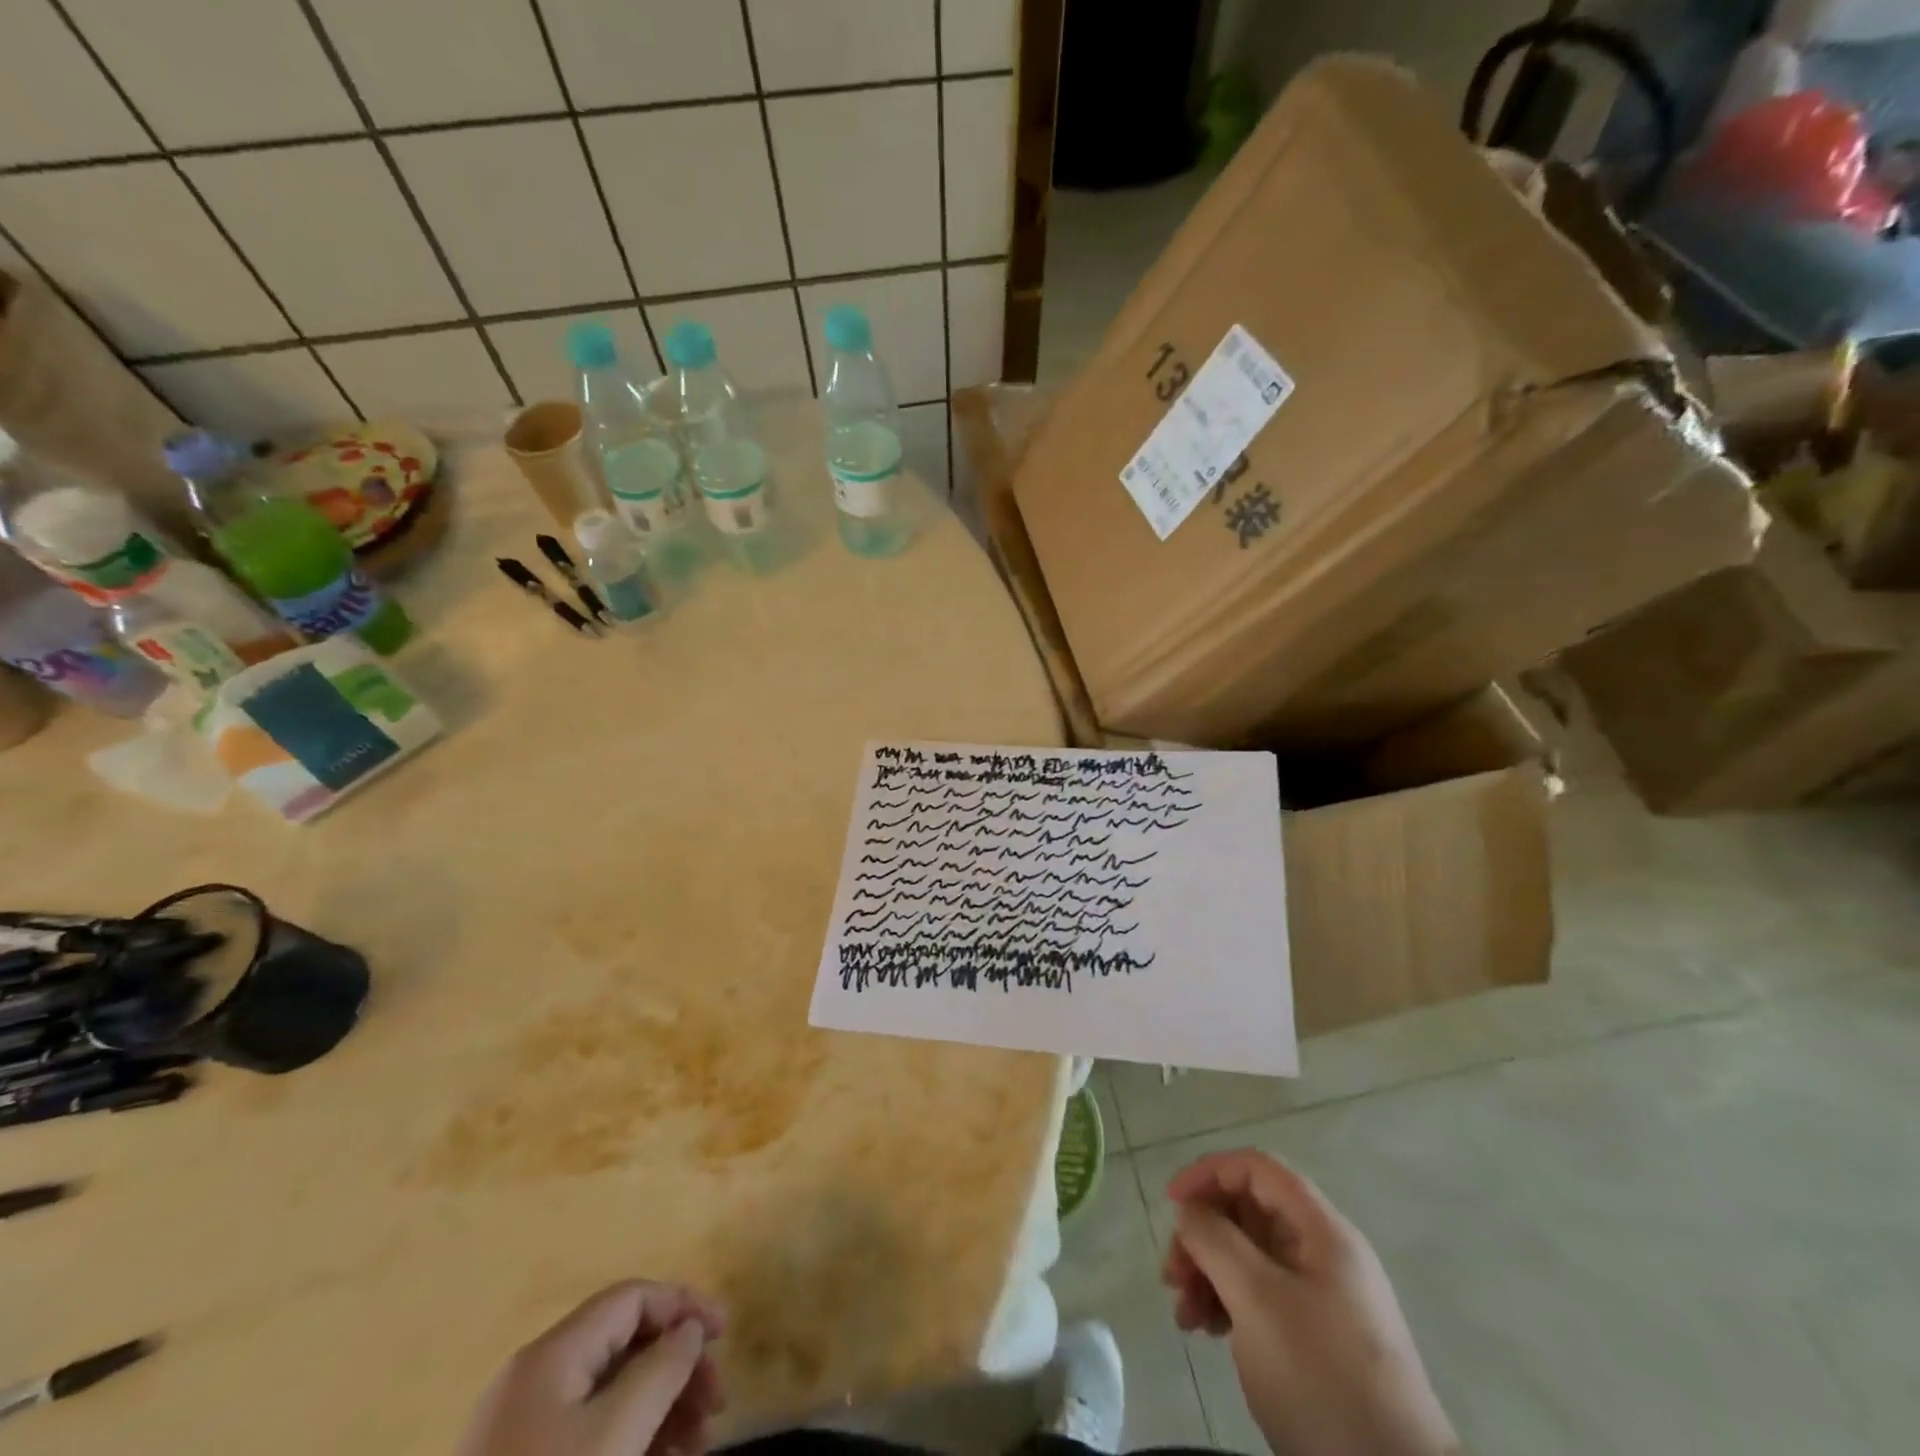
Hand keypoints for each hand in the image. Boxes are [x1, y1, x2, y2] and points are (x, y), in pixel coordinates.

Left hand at [458, 1281, 727, 1455]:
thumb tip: (690, 1329)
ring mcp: (524, 1427)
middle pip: (625, 1345)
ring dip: (662, 1407)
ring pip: (611, 1392)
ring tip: (697, 1444)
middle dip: (678, 1366)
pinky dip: (632, 1437)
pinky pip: (591, 1431)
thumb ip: (662, 1369)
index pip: (632, 1298)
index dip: (684, 1305)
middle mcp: (537, 1377)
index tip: (726, 1334)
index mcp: (552, 1353)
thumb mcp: (616, 1433)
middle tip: (717, 1404)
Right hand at [1162, 1151, 1455, 1455]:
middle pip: (1248, 1212)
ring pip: (1249, 1255)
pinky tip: (1206, 1330)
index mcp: (1322, 1230)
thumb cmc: (1322, 1377)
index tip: (1172, 1203)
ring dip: (1208, 1272)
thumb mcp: (1258, 1300)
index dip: (1209, 1172)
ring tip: (1184, 1313)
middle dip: (1203, 1235)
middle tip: (1172, 1273)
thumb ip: (1215, 1240)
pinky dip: (1227, 1301)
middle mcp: (1323, 1252)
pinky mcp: (1315, 1334)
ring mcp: (1321, 1295)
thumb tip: (1191, 1209)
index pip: (1257, 1168)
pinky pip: (1260, 1294)